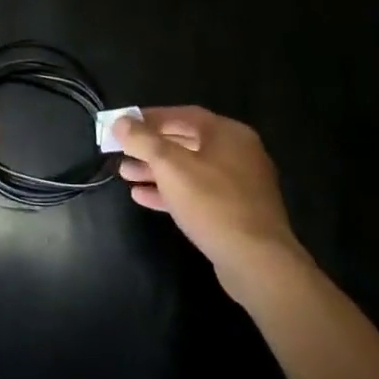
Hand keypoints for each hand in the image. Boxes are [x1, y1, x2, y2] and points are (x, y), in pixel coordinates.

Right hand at [114, 106, 302, 276]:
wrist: (258, 263)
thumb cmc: (212, 203)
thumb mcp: (170, 166)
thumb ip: (142, 140)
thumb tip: (120, 122)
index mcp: (228, 133)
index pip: (181, 115)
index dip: (148, 118)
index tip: (122, 124)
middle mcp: (237, 153)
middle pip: (185, 141)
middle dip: (150, 147)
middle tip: (120, 151)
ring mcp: (239, 184)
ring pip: (189, 169)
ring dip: (156, 170)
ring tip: (126, 174)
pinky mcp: (236, 212)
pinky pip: (198, 193)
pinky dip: (171, 191)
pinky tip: (143, 197)